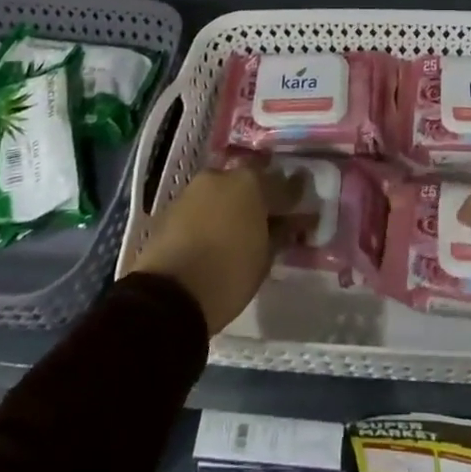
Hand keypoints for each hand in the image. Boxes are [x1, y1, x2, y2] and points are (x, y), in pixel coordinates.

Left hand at [129, 164, 305, 333]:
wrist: (168, 294)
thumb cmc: (227, 275)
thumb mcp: (264, 259)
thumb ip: (279, 234)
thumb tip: (290, 224)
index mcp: (250, 183)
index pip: (282, 184)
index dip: (294, 194)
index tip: (302, 203)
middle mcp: (221, 176)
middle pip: (248, 181)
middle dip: (259, 195)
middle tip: (268, 214)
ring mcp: (193, 189)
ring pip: (221, 191)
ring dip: (232, 203)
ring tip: (239, 226)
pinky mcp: (171, 207)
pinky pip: (201, 205)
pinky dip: (210, 214)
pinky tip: (214, 233)